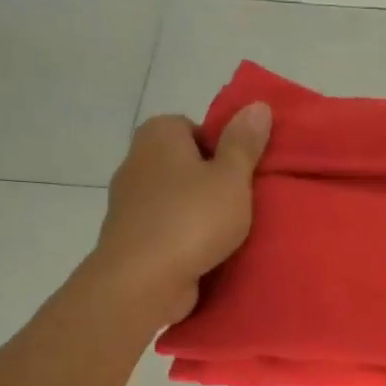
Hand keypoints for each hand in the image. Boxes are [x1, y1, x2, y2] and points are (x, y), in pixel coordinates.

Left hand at [89, 103, 271, 328]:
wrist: (143, 280)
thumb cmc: (192, 219)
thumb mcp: (232, 178)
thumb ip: (244, 143)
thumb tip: (258, 105)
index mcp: (158, 135)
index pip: (194, 127)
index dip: (221, 148)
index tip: (240, 175)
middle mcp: (136, 160)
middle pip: (184, 164)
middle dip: (209, 182)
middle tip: (240, 203)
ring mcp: (128, 201)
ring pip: (174, 198)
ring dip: (196, 213)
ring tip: (227, 233)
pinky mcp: (130, 237)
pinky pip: (165, 228)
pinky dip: (182, 238)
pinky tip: (204, 254)